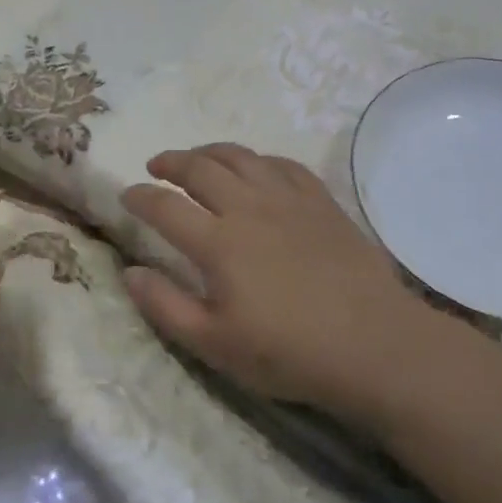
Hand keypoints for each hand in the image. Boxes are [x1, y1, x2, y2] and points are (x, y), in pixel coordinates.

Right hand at [120, 143, 470, 417]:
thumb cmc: (288, 351)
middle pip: (200, 168)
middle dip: (171, 162)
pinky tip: (256, 168)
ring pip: (240, 157)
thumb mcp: (214, 343)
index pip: (164, 206)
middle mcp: (248, 208)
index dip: (139, 197)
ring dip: (210, 151)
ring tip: (197, 157)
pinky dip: (259, 159)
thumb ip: (165, 306)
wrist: (375, 345)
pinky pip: (283, 164)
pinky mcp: (321, 202)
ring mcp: (288, 199)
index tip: (126, 195)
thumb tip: (129, 272)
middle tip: (156, 166)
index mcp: (217, 242)